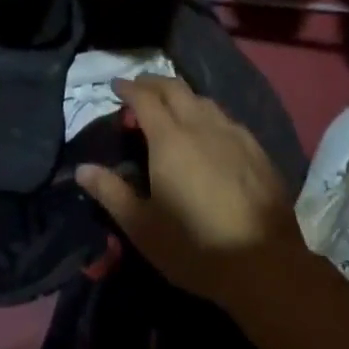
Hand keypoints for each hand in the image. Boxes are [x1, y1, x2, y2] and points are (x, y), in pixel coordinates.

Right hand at [76, 75, 301, 306]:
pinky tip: (210, 132)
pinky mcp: (257, 151)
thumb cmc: (196, 246)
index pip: (145, 98)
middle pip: (175, 89)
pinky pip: (226, 118)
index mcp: (170, 139)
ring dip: (182, 96)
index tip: (116, 86)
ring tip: (172, 107)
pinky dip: (208, 114)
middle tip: (140, 89)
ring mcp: (234, 135)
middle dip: (154, 83)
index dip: (129, 88)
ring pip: (203, 100)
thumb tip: (82, 169)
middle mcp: (201, 126)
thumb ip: (111, 193)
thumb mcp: (142, 227)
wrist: (266, 265)